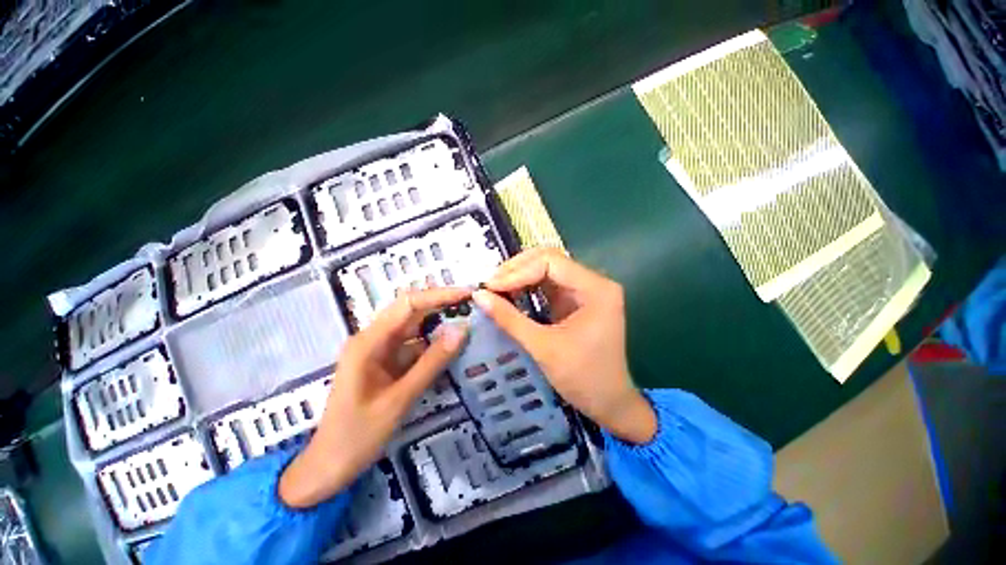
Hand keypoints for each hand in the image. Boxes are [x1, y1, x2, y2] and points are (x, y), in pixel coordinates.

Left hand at [278, 287, 469, 508]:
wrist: (333, 461)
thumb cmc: (360, 433)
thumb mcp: (399, 400)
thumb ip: (430, 364)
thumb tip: (462, 329)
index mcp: (367, 342)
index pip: (407, 305)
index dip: (439, 296)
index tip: (471, 295)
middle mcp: (369, 343)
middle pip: (407, 317)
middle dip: (440, 312)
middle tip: (478, 313)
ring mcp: (373, 358)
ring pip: (409, 337)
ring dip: (436, 335)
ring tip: (472, 333)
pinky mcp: (378, 373)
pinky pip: (405, 357)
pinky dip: (426, 356)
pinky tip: (450, 358)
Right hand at [473, 249, 655, 444]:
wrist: (609, 403)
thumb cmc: (582, 377)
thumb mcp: (543, 347)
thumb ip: (510, 319)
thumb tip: (478, 295)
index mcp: (596, 288)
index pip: (551, 262)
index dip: (517, 271)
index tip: (490, 288)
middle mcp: (596, 283)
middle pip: (551, 262)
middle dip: (518, 271)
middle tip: (489, 287)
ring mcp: (590, 294)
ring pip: (550, 273)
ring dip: (522, 278)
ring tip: (495, 291)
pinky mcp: (581, 305)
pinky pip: (553, 289)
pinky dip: (530, 291)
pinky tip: (510, 297)